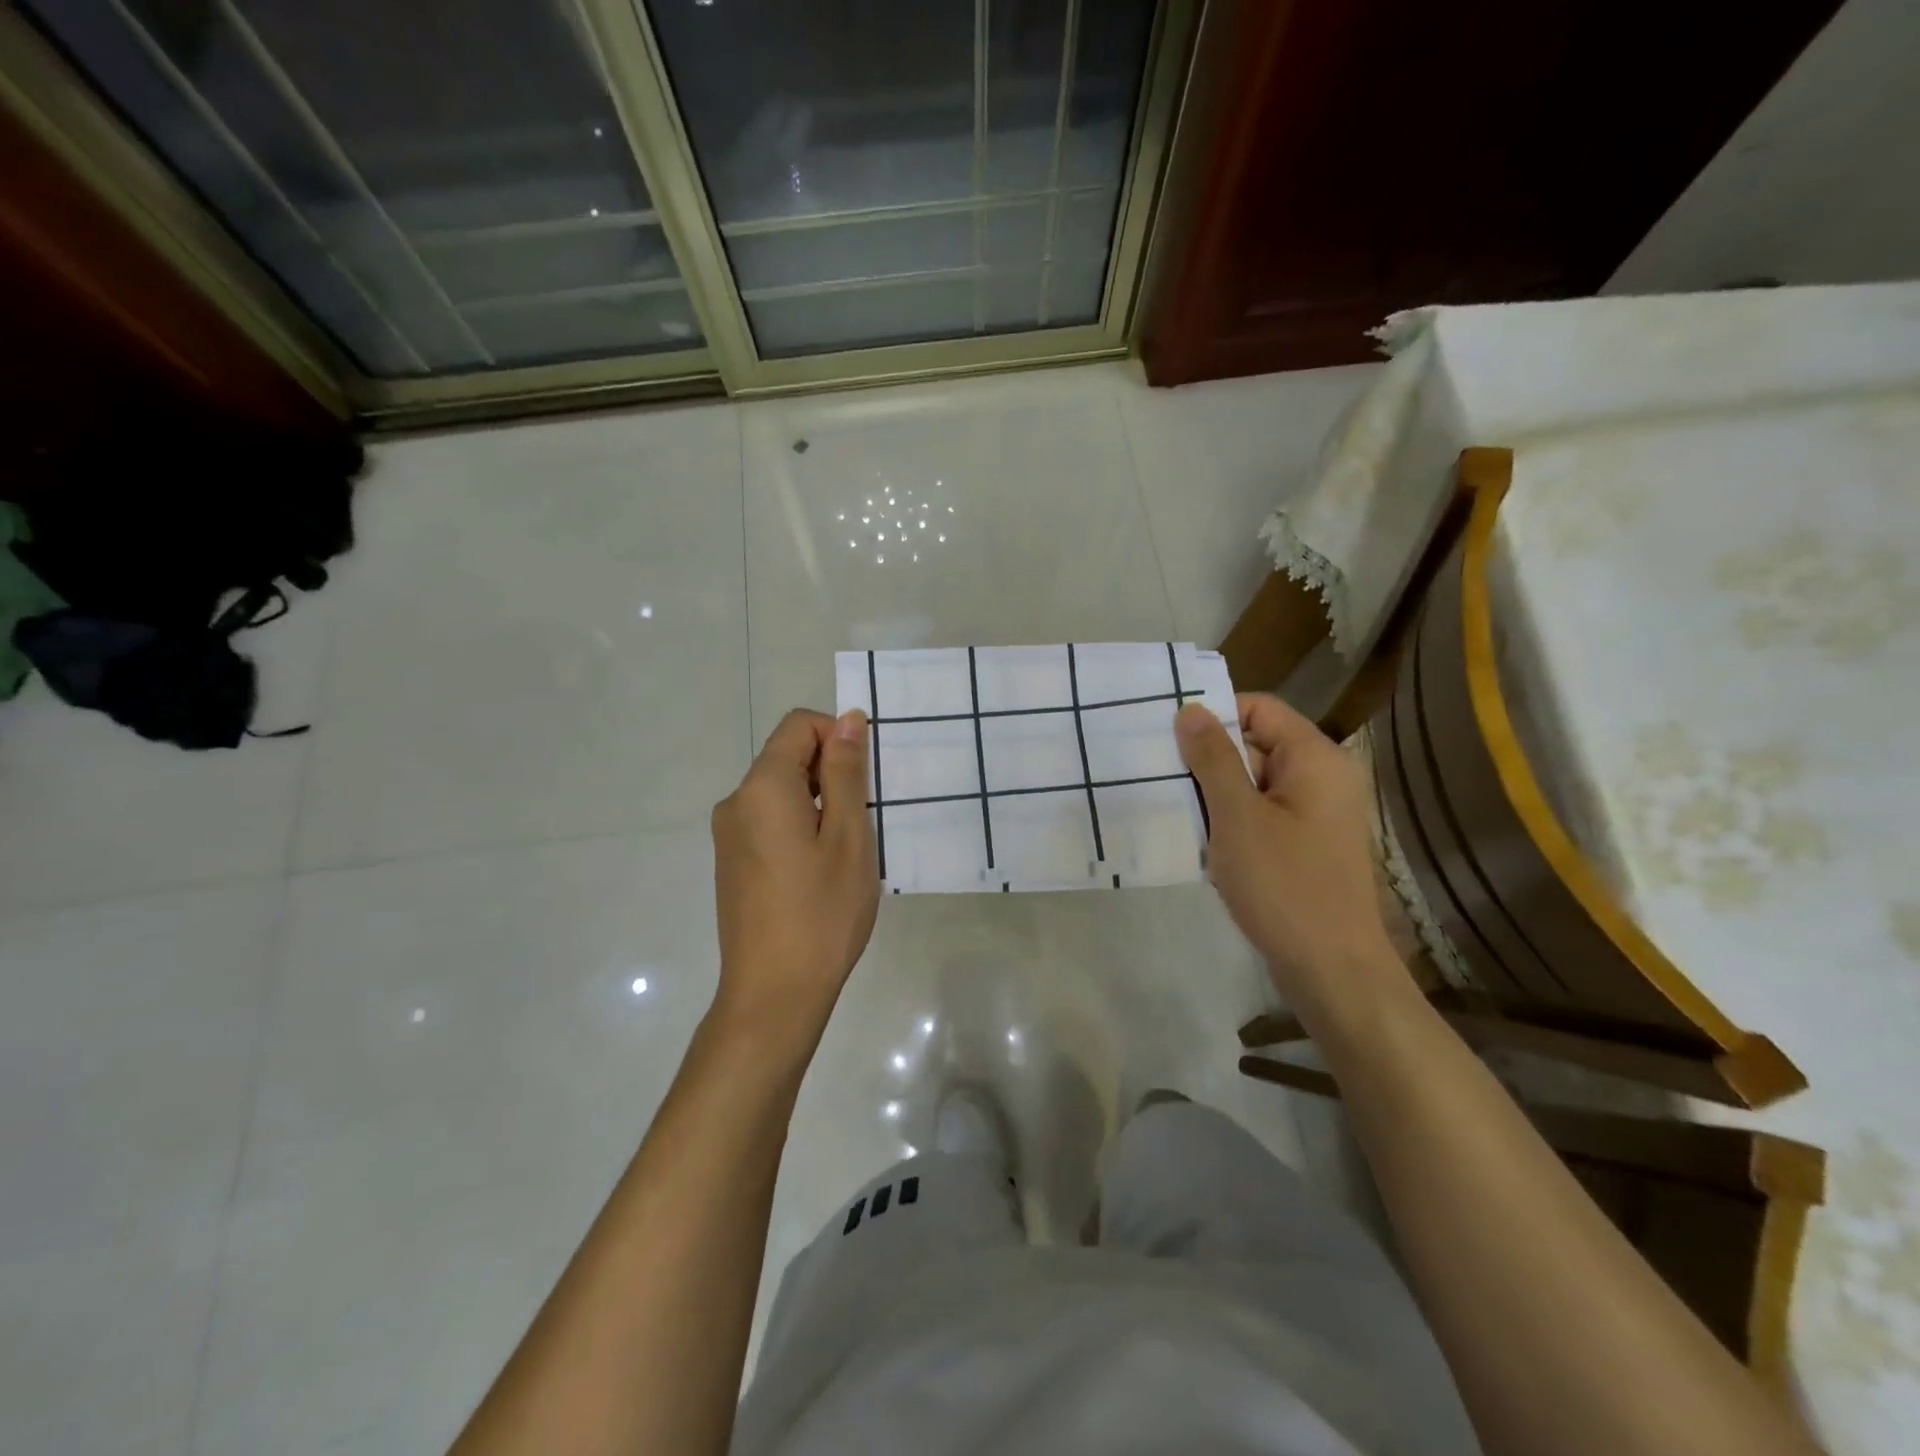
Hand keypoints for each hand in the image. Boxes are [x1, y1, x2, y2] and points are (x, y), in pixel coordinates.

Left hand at [710, 708, 879, 1041]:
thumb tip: (847, 719)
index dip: (838, 736)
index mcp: (762, 787)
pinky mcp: (731, 862)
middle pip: (787, 756)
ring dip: (819, 803)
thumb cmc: (822, 913)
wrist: (773, 994)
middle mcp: (736, 802)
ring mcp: (729, 835)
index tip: (865, 780)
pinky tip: (819, 871)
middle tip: (862, 821)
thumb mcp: (848, 836)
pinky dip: (800, 827)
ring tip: (844, 852)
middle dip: (830, 773)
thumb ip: (846, 772)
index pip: (799, 726)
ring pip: (781, 791)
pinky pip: (769, 821)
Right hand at [1176, 695, 1394, 1000]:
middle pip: (1256, 744)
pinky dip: (1231, 820)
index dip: (1215, 715)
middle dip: (1209, 758)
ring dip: (1215, 794)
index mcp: (1315, 758)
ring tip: (1171, 807)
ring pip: (1254, 783)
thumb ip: (1213, 759)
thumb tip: (1191, 710)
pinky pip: (1262, 814)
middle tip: (1159, 774)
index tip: (1169, 736)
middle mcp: (1322, 777)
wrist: (1331, 969)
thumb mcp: (1237, 816)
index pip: (1260, 708)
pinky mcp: (1306, 845)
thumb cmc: (1284, 884)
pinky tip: (1199, 840)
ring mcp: (1316, 814)